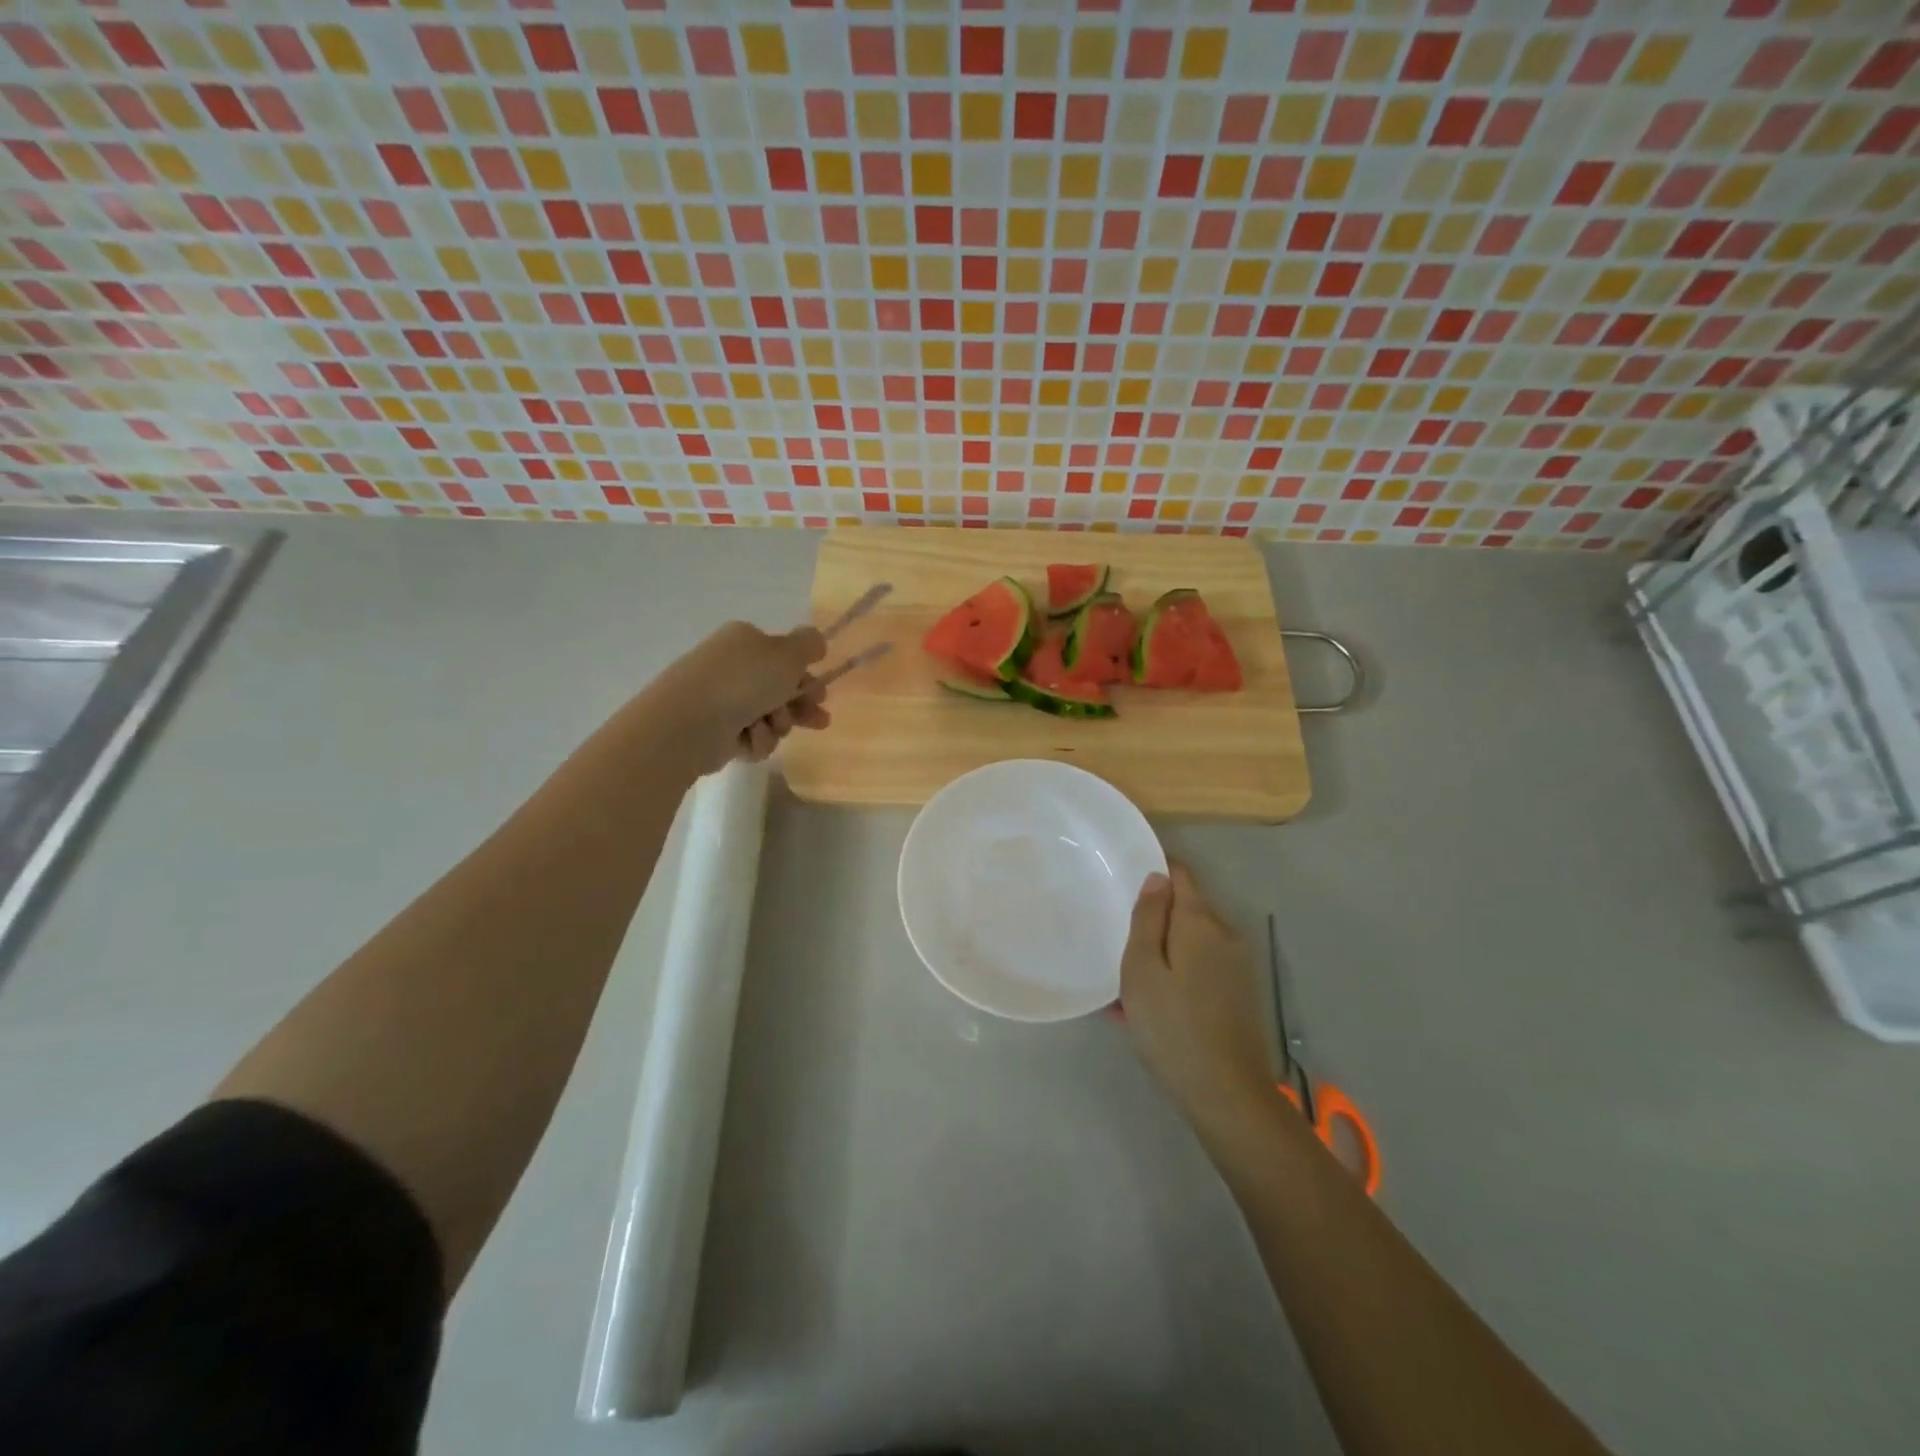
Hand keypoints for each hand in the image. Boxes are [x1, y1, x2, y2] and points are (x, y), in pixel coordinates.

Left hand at [647, 621, 829, 772]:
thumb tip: (815, 640)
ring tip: (769, 727)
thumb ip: (809, 645)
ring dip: (777, 725)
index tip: (821, 695)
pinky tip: (746, 739)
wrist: (688, 723)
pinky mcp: (717, 732)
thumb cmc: (742, 682)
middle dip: (799, 707)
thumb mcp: (786, 654)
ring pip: (769, 717)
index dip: (806, 678)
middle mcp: (734, 668)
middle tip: (816, 721)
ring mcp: (723, 700)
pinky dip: (755, 740)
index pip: (785, 659)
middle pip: (780, 690)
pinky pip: (751, 738)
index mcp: (746, 642)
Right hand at [1120, 864, 1273, 1131]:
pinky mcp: (1240, 993)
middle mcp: (1225, 934)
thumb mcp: (1142, 968)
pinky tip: (1152, 1007)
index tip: (1124, 881)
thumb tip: (1156, 877)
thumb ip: (1147, 918)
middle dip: (1154, 919)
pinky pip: (1201, 968)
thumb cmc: (1172, 1026)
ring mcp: (1237, 966)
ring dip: (1163, 952)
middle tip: (1118, 943)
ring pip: (1191, 942)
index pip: (1180, 874)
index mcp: (1200, 922)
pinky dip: (1177, 975)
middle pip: (1186, 909)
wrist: (1226, 1094)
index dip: (1154, 870)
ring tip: (1129, 985)